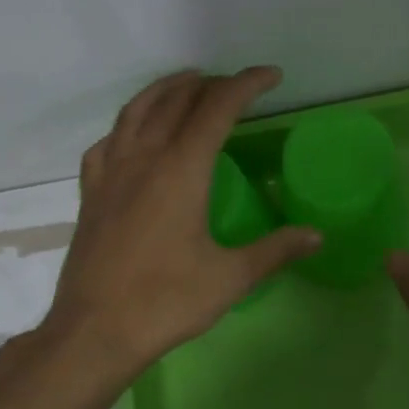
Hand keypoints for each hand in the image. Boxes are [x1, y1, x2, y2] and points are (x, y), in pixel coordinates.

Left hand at [41, 68, 320, 376]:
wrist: (94, 332)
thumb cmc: (165, 302)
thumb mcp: (230, 278)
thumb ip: (275, 250)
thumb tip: (317, 235)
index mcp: (182, 169)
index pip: (218, 107)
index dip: (246, 84)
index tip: (271, 76)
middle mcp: (143, 158)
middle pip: (176, 100)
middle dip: (210, 84)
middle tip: (235, 86)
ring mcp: (111, 173)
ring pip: (136, 111)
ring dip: (165, 90)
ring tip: (186, 84)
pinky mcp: (91, 194)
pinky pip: (108, 142)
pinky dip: (127, 125)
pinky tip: (133, 135)